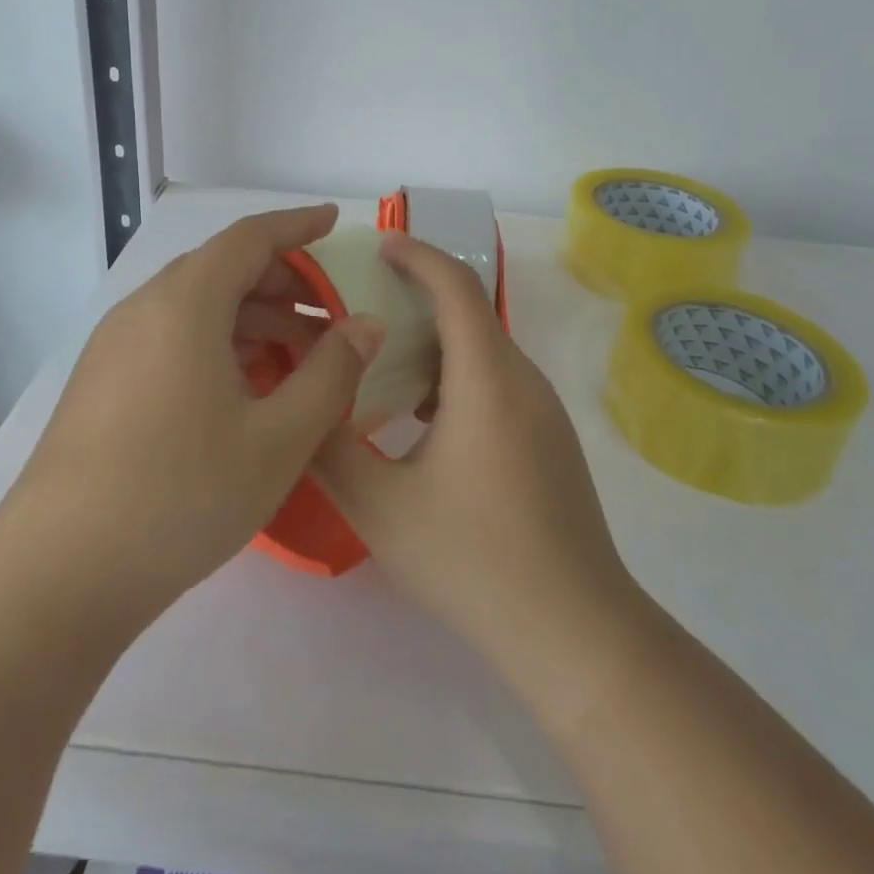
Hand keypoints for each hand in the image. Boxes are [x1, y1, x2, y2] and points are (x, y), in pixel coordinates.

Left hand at [14, 205, 383, 624]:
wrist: (58, 575)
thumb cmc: (182, 495)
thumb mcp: (279, 438)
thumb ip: (332, 373)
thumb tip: (366, 325)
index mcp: (185, 303)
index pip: (250, 237)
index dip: (297, 225)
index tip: (334, 221)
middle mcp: (144, 309)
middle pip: (222, 269)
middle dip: (282, 282)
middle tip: (330, 314)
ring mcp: (115, 346)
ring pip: (197, 307)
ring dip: (253, 318)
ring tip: (299, 359)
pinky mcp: (102, 382)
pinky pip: (172, 338)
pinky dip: (219, 343)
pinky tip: (246, 389)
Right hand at [313, 234, 636, 681]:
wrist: (573, 629)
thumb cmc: (472, 560)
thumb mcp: (380, 506)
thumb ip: (329, 447)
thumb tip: (300, 401)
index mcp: (487, 379)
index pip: (455, 286)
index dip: (417, 254)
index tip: (378, 244)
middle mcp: (523, 380)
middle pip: (470, 314)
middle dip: (416, 298)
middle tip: (360, 307)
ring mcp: (544, 411)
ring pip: (484, 352)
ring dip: (435, 343)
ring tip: (380, 363)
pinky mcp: (550, 439)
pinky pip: (498, 383)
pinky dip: (456, 377)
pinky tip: (420, 419)